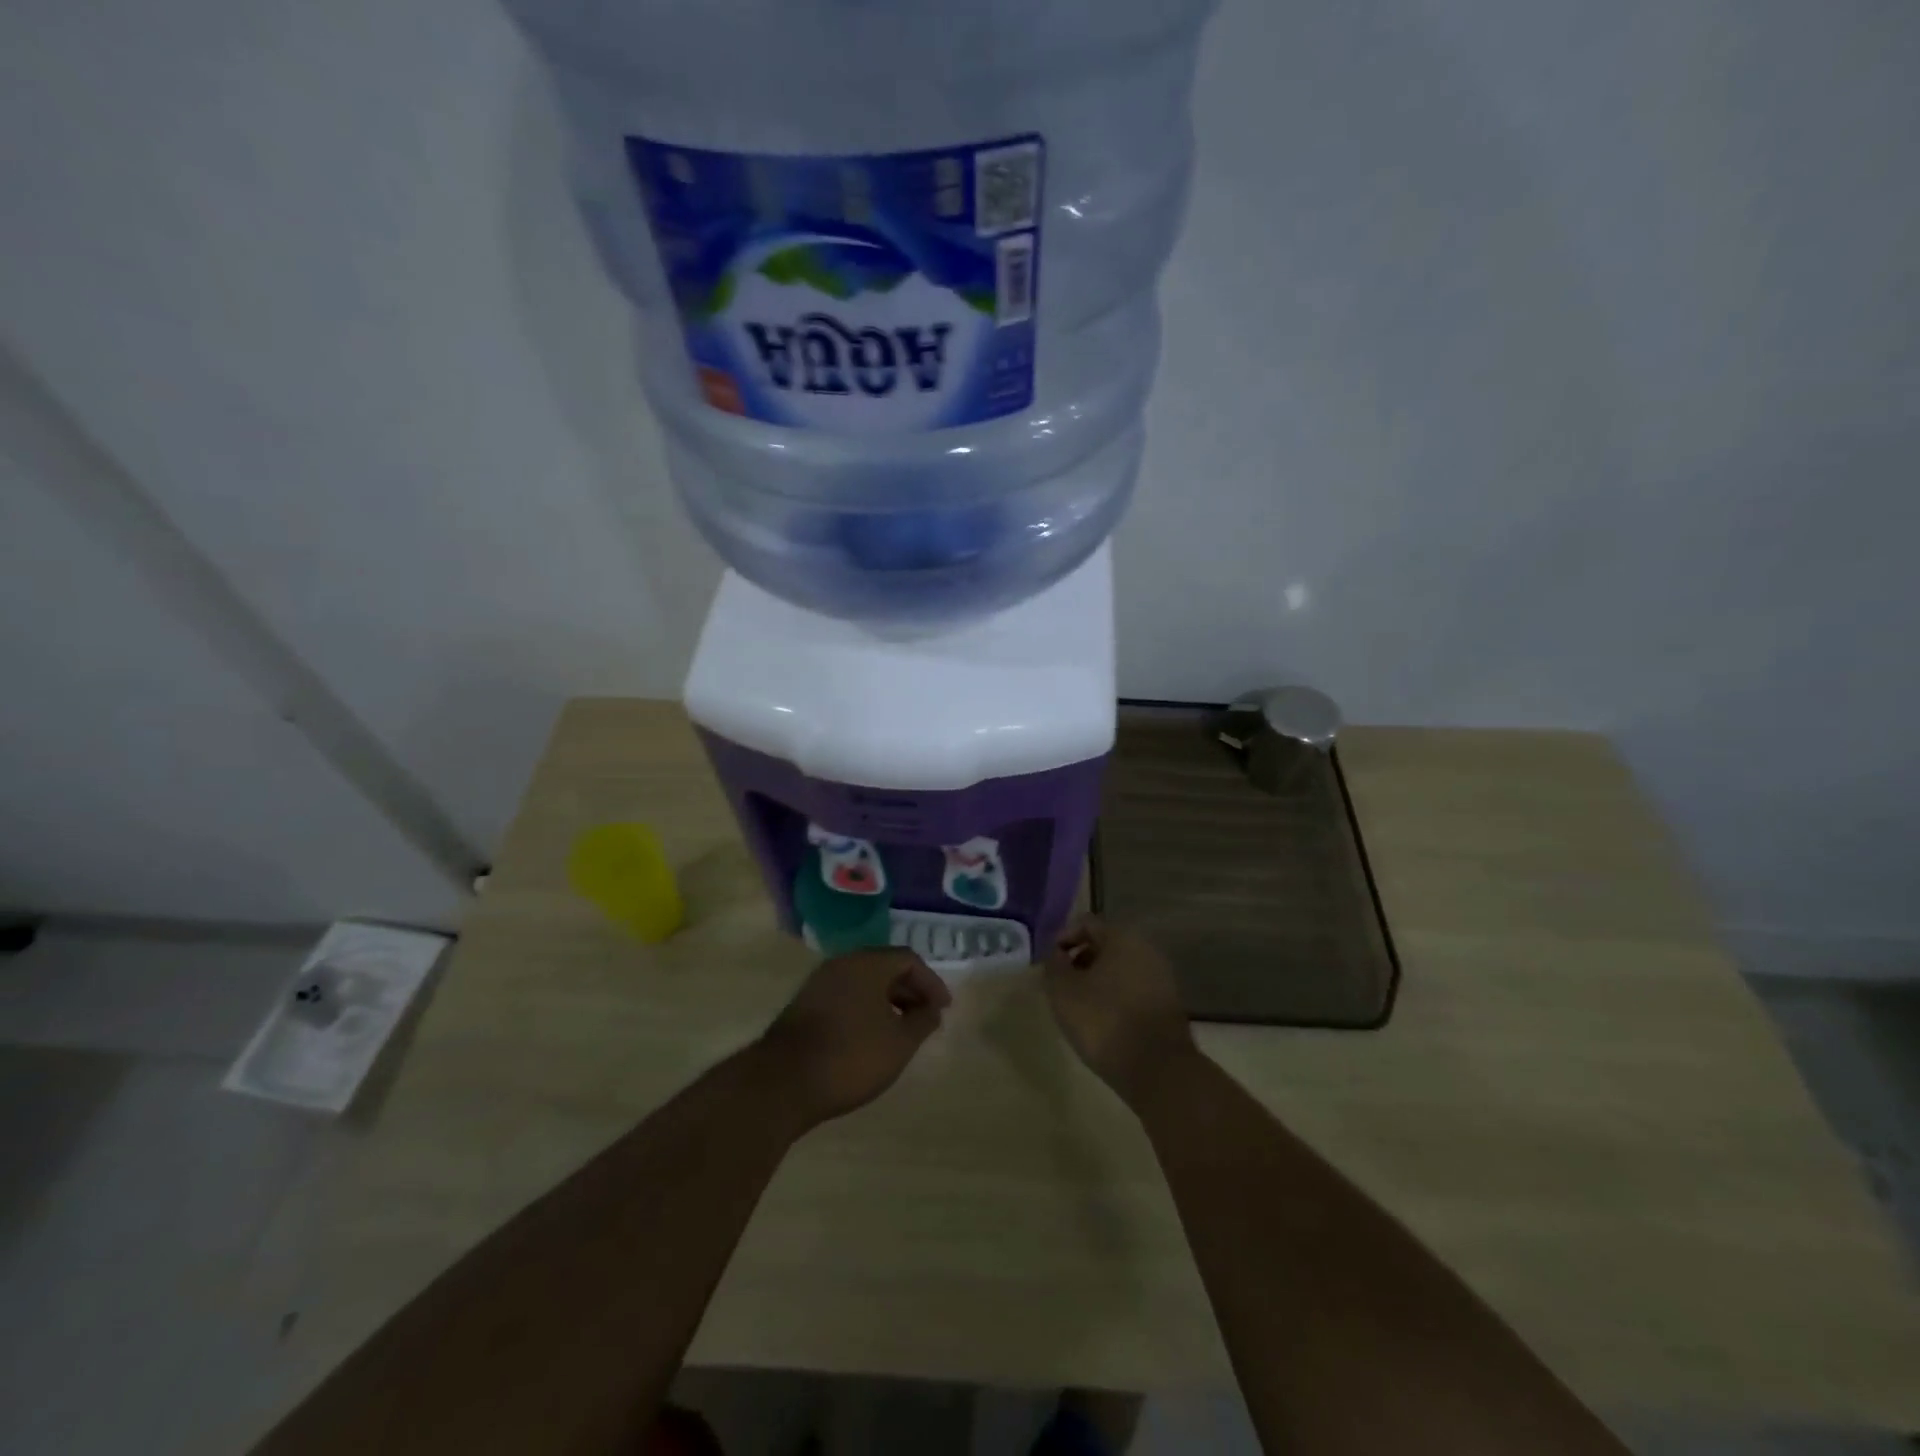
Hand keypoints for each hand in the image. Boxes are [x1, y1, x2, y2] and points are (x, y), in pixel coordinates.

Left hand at [755, 948, 951, 1128]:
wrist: (783, 1082)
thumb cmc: (850, 1057)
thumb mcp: (899, 1043)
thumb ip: (922, 1021)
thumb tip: (932, 1009)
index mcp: (867, 963)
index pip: (908, 959)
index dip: (931, 982)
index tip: (943, 1010)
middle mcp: (842, 963)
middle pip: (884, 967)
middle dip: (910, 990)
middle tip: (925, 1018)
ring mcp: (819, 983)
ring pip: (863, 982)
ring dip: (887, 1001)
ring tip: (901, 1030)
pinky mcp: (804, 1005)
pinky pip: (845, 996)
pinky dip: (865, 1009)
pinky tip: (870, 1037)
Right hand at [1043, 918, 1196, 1105]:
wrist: (1157, 1069)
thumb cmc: (1104, 1021)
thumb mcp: (1063, 991)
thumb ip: (1054, 965)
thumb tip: (1057, 954)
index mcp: (1122, 938)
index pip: (1086, 923)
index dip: (1063, 938)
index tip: (1049, 963)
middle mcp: (1146, 949)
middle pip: (1105, 944)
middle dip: (1080, 960)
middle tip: (1061, 984)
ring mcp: (1161, 977)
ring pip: (1120, 968)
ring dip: (1097, 980)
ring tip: (1079, 1005)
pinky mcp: (1168, 1004)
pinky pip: (1134, 988)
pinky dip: (1115, 996)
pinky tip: (1103, 1020)